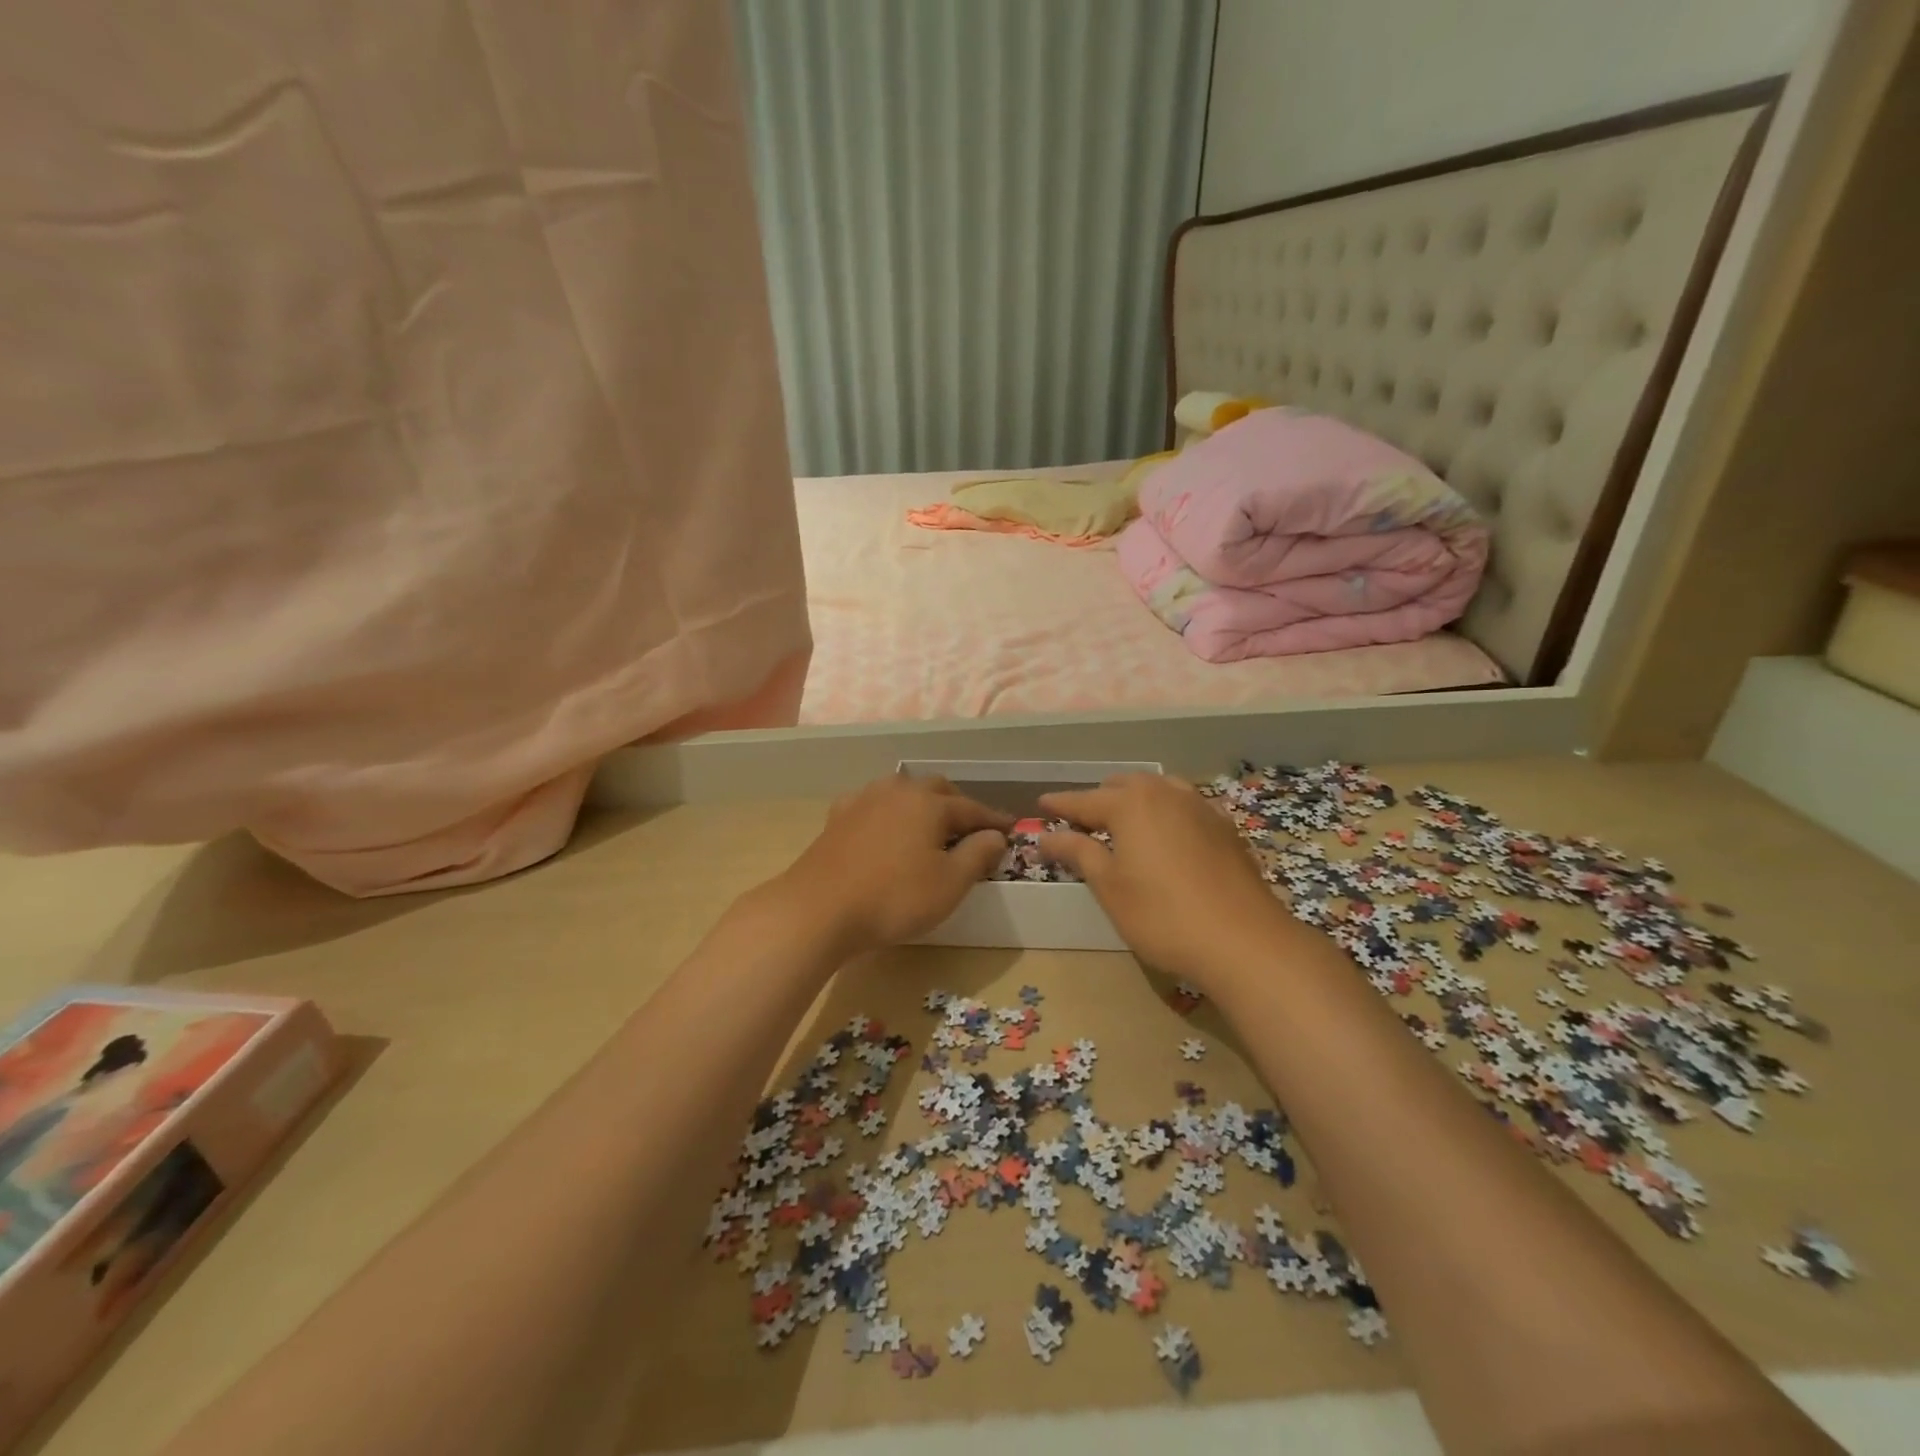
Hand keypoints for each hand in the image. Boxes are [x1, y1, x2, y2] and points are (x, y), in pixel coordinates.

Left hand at [777, 774, 1012, 954]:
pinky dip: (889, 811)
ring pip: (903, 791)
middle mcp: (898, 791)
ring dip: (923, 803)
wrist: (819, 908)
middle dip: (959, 805)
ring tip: (931, 823)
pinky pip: (874, 803)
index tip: (1011, 829)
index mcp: (929, 803)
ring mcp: (864, 800)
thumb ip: (978, 854)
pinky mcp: (838, 816)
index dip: (994, 820)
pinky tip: (886, 825)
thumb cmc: (894, 897)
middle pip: (937, 790)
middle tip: (972, 827)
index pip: (972, 808)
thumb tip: (996, 835)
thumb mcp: (949, 883)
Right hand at [1038, 773, 1300, 988]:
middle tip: (1080, 821)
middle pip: (1123, 786)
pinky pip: (1185, 806)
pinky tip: (1168, 834)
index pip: (1084, 800)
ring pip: (1158, 790)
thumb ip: (1078, 853)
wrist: (1244, 940)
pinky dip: (1166, 812)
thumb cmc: (1162, 915)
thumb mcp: (1109, 887)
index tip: (1041, 804)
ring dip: (1136, 800)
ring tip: (1124, 822)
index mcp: (1131, 804)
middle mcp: (1165, 793)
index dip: (1060, 804)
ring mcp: (1201, 807)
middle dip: (1099, 799)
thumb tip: (1046, 836)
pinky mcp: (1225, 827)